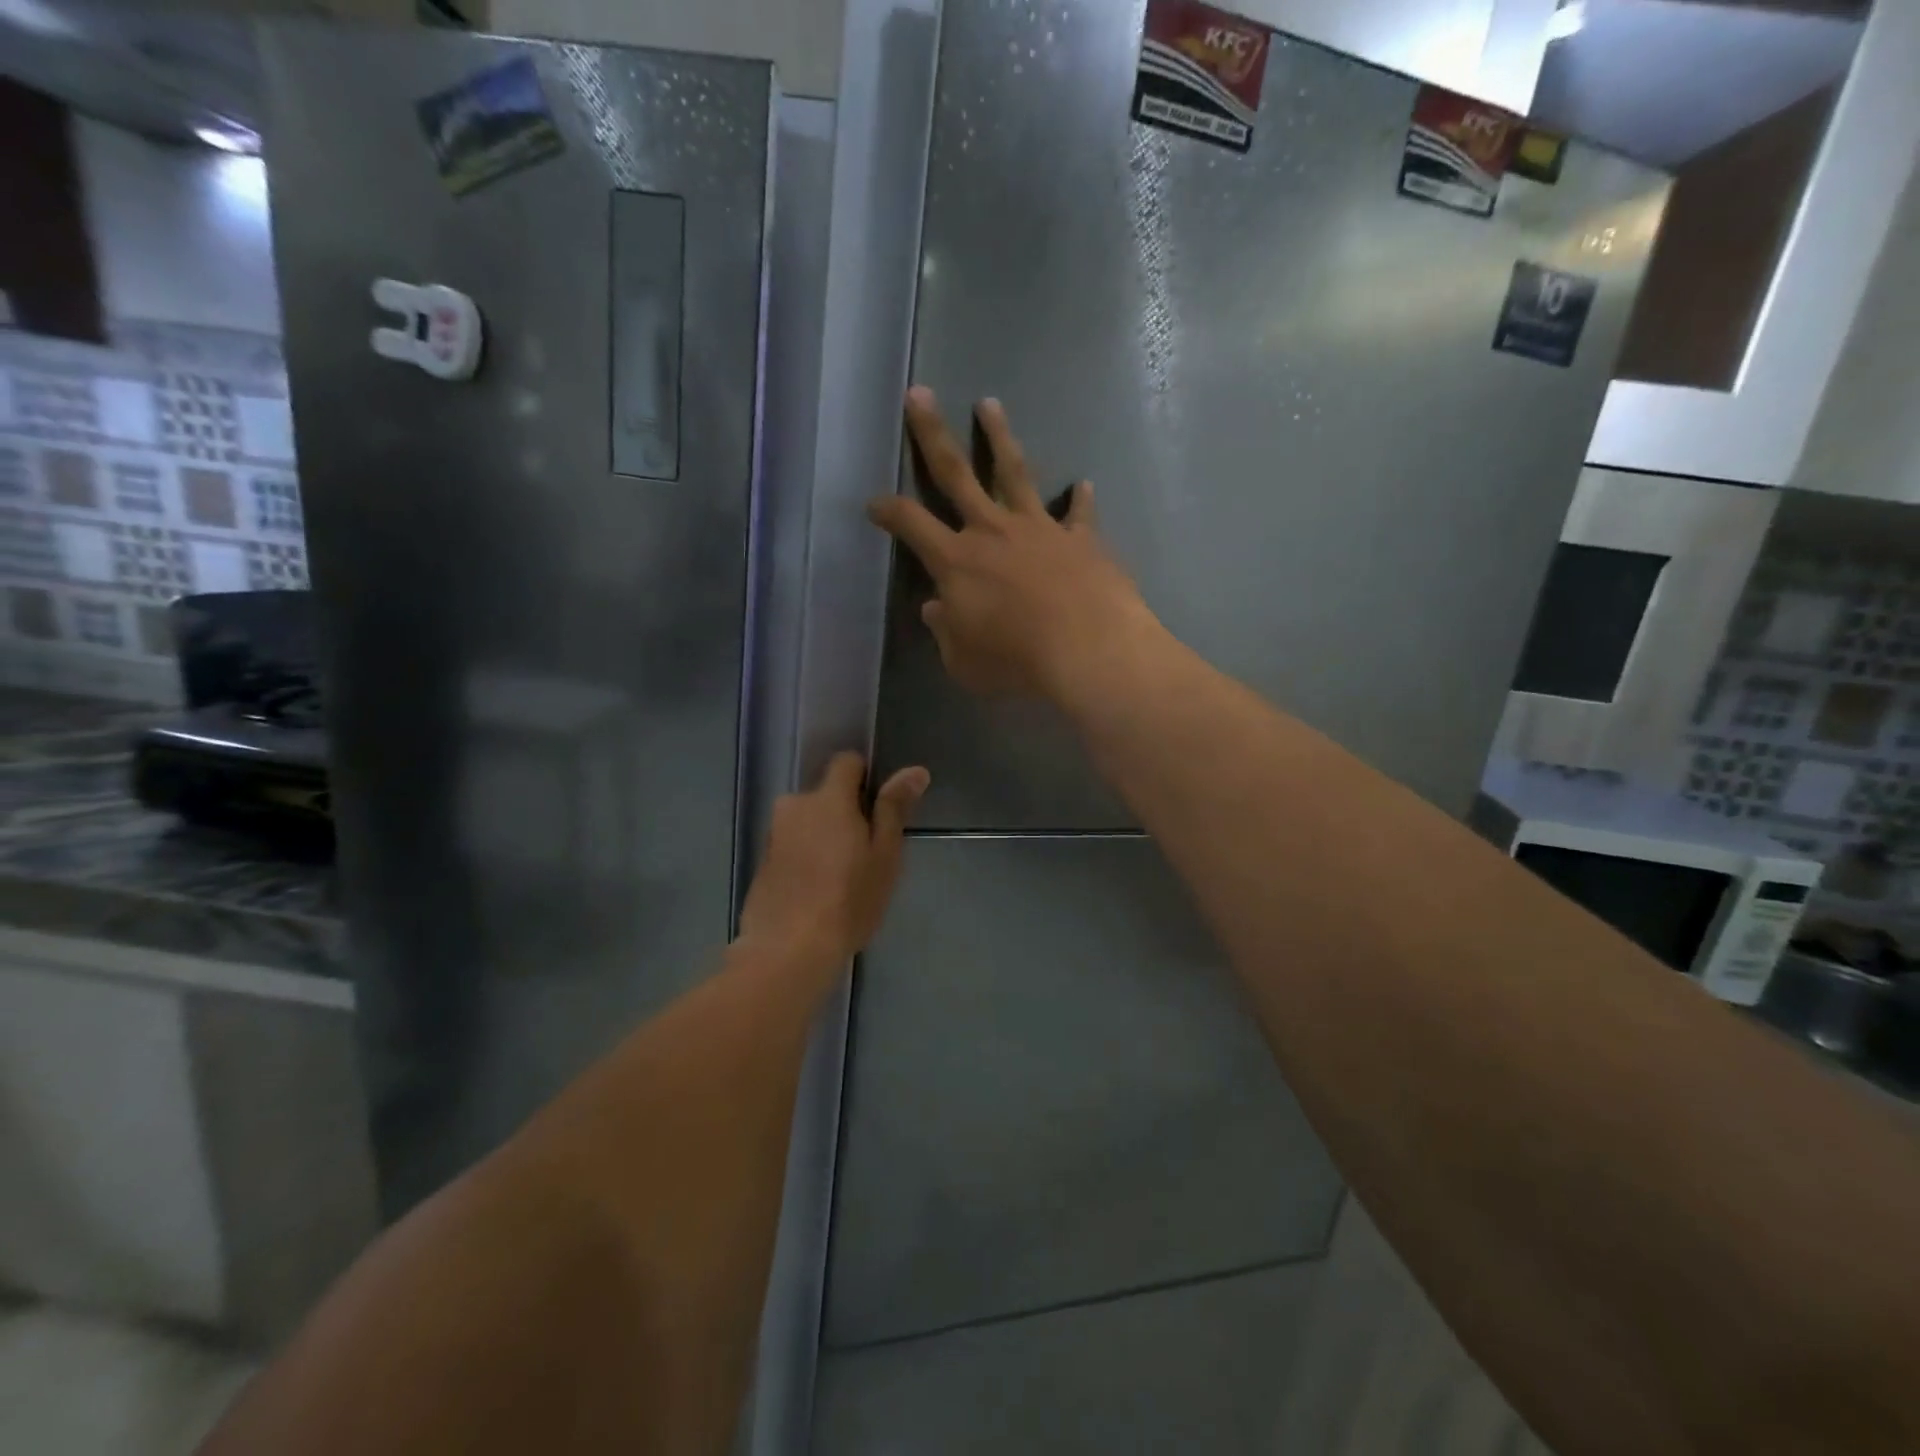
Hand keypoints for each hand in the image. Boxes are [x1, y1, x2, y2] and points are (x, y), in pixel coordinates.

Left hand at [737, 752, 927, 968]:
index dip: (865, 778)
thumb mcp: (884, 855)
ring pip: (808, 821)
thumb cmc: (848, 900)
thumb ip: (894, 808)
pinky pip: (792, 845)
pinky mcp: (762, 861)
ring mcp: (774, 834)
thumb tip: (915, 770)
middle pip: (826, 795)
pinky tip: (816, 891)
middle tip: (864, 854)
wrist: (787, 950)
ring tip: (840, 878)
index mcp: (828, 798)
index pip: (846, 762)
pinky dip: (806, 857)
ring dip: (823, 836)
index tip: (878, 810)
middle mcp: (795, 806)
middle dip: (844, 814)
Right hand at [868, 388, 1160, 702]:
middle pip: (955, 473)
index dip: (888, 511)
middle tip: (920, 394)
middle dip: (932, 433)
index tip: (874, 503)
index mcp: (956, 561)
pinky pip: (1079, 514)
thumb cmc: (1015, 661)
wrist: (1087, 650)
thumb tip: (935, 609)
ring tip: (989, 403)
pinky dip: (1080, 500)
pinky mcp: (1081, 538)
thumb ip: (946, 632)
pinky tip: (1084, 485)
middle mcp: (992, 532)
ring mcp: (1039, 529)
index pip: (911, 524)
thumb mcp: (964, 661)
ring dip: (1000, 437)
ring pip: (1014, 473)